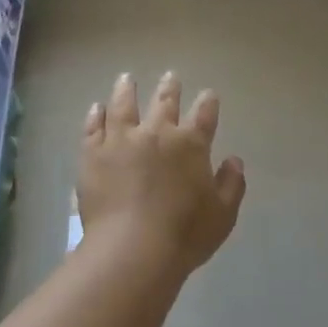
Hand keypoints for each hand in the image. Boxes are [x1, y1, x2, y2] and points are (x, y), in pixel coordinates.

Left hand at [78, 72, 245, 273]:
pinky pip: (94, 127)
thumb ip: (232, 184)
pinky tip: (97, 108)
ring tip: (126, 78)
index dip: (208, 103)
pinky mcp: (93, 153)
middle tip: (171, 76)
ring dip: (127, 90)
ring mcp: (121, 140)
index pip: (204, 115)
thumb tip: (234, 160)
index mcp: (191, 144)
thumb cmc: (184, 235)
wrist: (132, 249)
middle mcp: (157, 132)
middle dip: (170, 87)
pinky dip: (96, 115)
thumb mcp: (223, 215)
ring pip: (124, 105)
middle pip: (165, 102)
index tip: (208, 94)